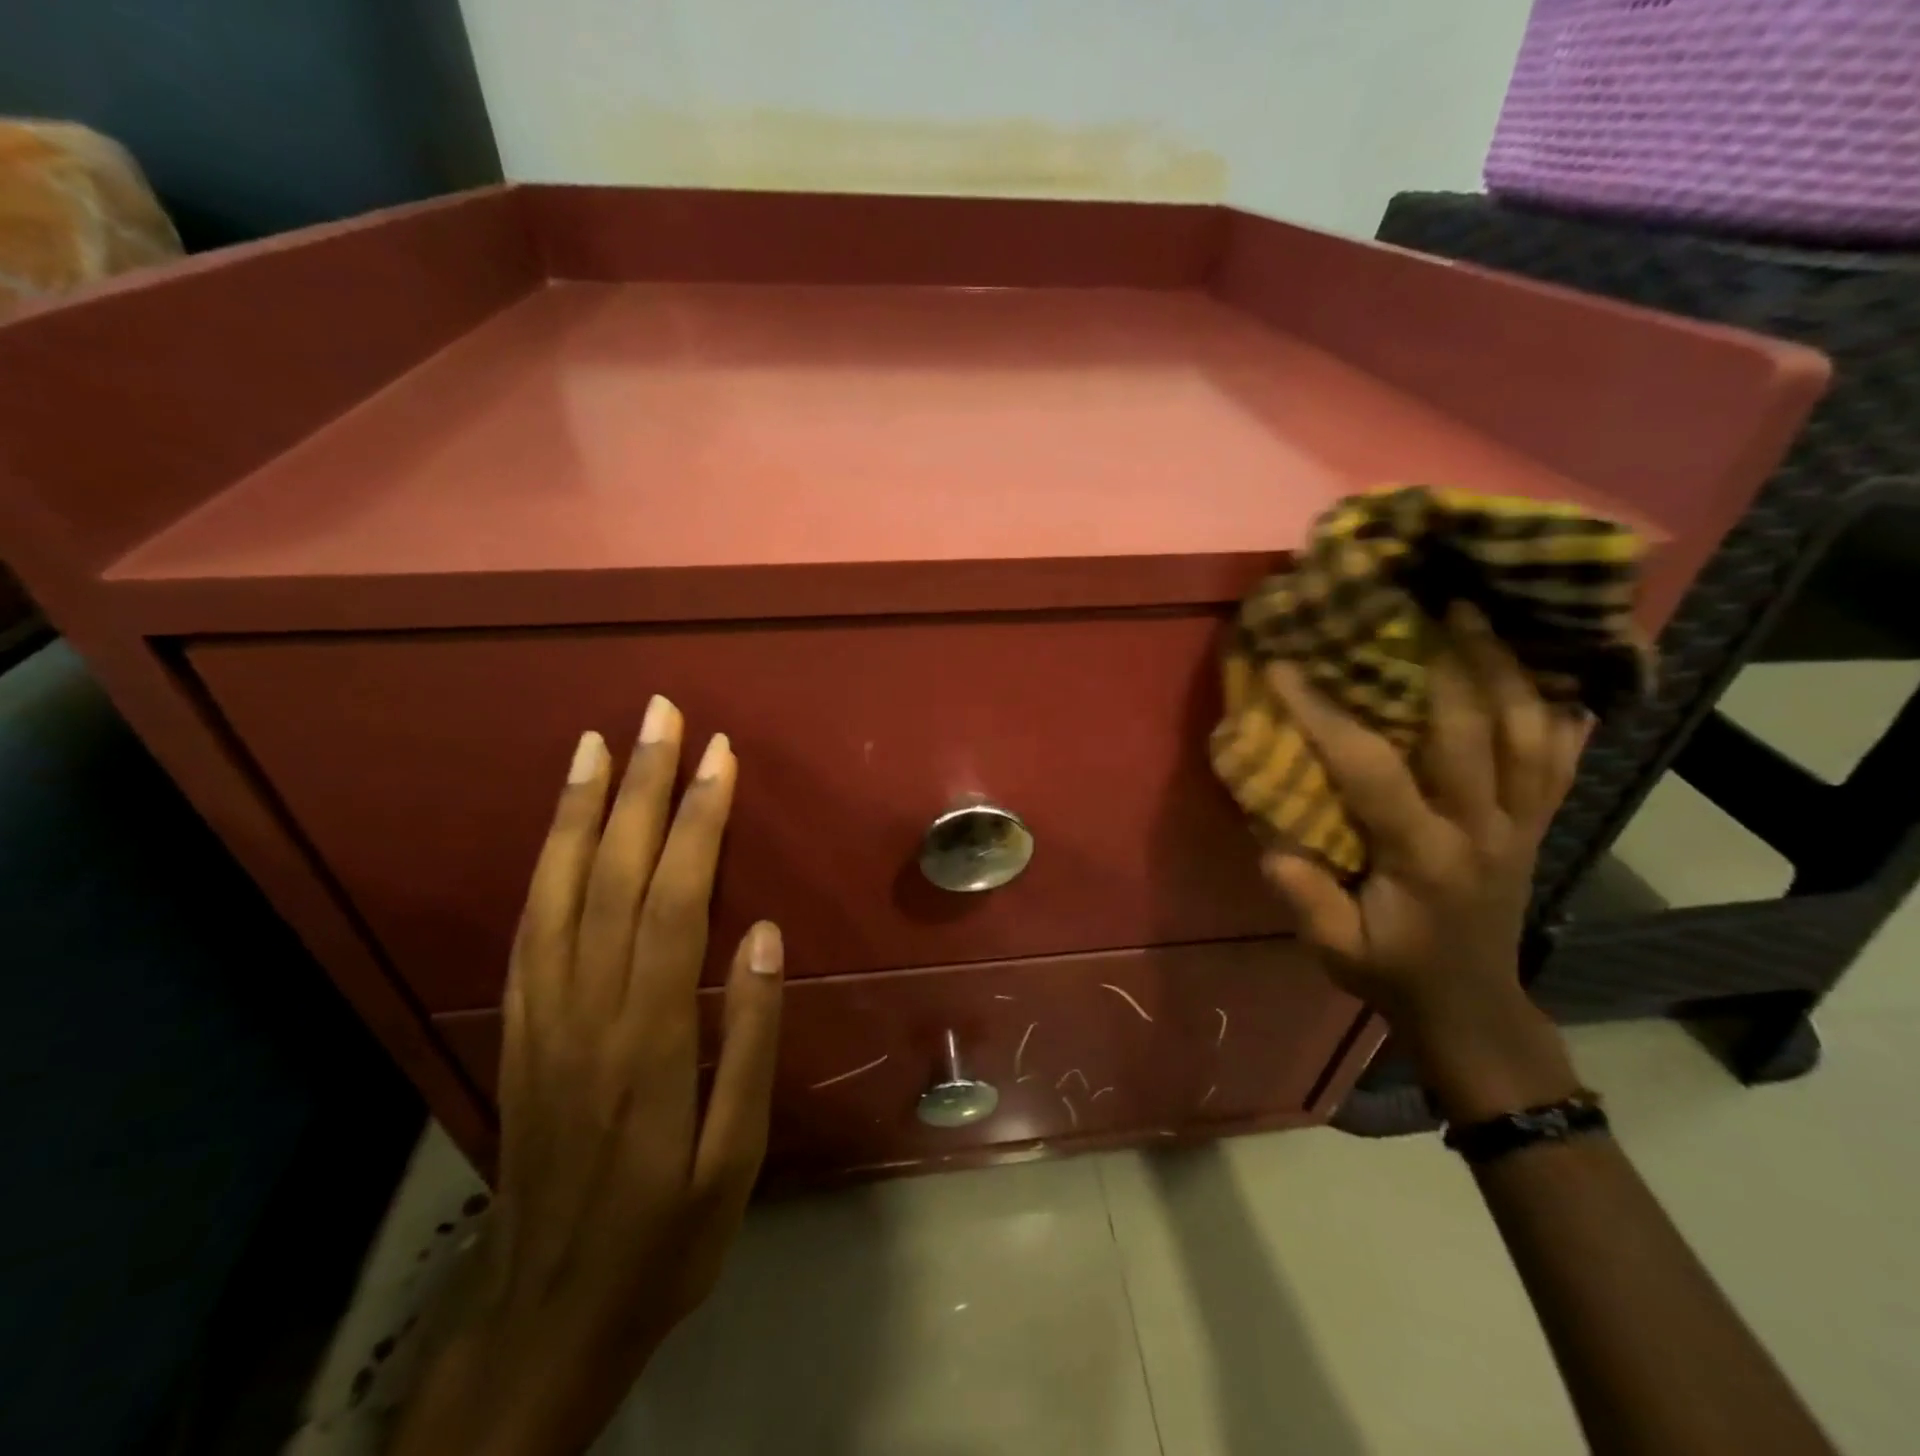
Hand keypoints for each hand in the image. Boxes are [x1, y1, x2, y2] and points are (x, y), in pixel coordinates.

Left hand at [392, 699, 782, 1455]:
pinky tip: (563, 827)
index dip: (696, 822)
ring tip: (598, 743)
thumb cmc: (666, 1231)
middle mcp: (586, 1009)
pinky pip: (529, 926)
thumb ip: (750, 1040)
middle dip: (639, 785)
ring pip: (558, 889)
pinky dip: (547, 862)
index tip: (719, 757)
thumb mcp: (735, 1156)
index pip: (673, 902)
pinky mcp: (517, 1026)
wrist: (547, 1312)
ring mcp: (540, 1014)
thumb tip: (765, 936)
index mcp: (650, 1039)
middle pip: (612, 876)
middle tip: (660, 714)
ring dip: (582, 809)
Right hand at [1262, 604, 1586, 1118]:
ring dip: (1505, 667)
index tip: (1286, 666)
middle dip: (1443, 661)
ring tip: (1479, 615)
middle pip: (1474, 729)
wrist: (1471, 1005)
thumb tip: (1274, 840)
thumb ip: (1305, 897)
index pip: (1371, 768)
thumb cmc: (1391, 971)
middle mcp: (1481, 828)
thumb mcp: (1333, 950)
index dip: (1325, 713)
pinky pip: (1561, 757)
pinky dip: (1558, 709)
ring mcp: (1521, 823)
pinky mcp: (1539, 824)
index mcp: (1422, 856)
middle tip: (1419, 604)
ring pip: (1528, 731)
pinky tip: (1548, 669)